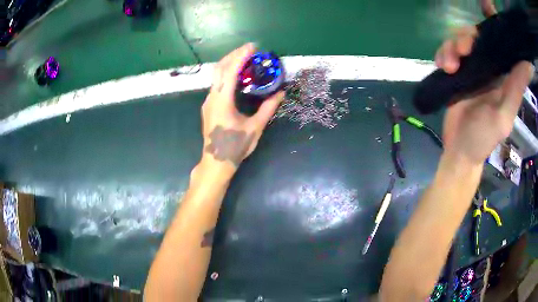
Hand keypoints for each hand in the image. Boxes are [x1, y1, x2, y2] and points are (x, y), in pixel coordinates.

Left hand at [201, 43, 284, 170]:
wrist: (216, 162)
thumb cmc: (235, 147)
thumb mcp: (255, 127)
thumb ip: (268, 109)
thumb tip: (281, 94)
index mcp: (222, 101)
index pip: (230, 71)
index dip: (241, 56)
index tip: (252, 47)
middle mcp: (212, 97)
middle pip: (219, 68)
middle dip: (233, 55)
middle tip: (249, 49)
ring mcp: (208, 101)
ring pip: (216, 75)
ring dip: (229, 64)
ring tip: (244, 59)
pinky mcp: (208, 106)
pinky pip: (216, 84)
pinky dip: (226, 74)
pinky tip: (237, 76)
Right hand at [435, 12, 533, 164]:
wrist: (459, 151)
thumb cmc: (483, 138)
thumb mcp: (503, 115)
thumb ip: (516, 87)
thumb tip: (526, 62)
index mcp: (503, 73)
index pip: (500, 40)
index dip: (494, 21)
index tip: (487, 5)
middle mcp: (488, 65)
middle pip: (476, 34)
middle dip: (467, 36)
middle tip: (463, 50)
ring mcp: (471, 67)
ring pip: (459, 40)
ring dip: (452, 47)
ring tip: (449, 66)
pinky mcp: (456, 72)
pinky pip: (447, 51)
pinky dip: (443, 54)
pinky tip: (443, 66)